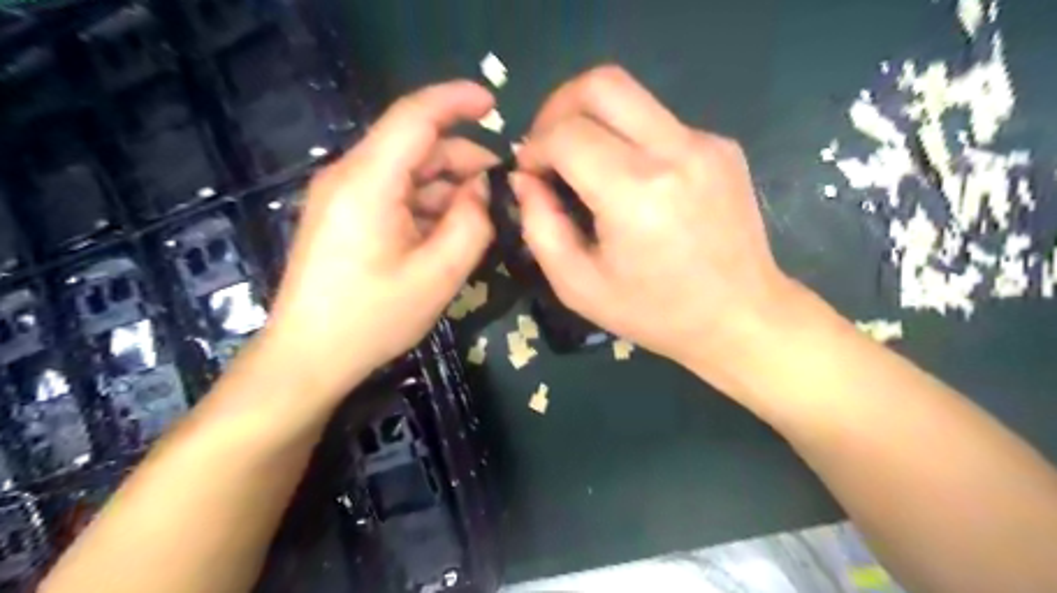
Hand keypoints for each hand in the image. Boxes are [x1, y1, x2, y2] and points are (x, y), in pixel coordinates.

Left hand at [263, 81, 499, 399]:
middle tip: (500, 187)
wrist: (307, 356)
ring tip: (478, 215)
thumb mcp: (438, 275)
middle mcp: (349, 175)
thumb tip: (480, 189)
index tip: (495, 104)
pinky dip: (426, 202)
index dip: (457, 101)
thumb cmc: (372, 319)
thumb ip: (472, 224)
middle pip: (413, 144)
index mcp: (369, 182)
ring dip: (446, 185)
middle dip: (461, 157)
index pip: (415, 116)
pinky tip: (446, 230)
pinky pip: (393, 193)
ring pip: (406, 170)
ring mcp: (342, 195)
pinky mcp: (343, 214)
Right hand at [513, 64, 792, 389]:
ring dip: (593, 121)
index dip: (534, 147)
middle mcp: (675, 151)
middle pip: (601, 84)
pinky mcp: (722, 146)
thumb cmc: (655, 312)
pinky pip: (659, 122)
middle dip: (558, 107)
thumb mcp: (578, 286)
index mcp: (635, 193)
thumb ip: (540, 227)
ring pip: (631, 96)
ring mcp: (706, 142)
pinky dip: (629, 139)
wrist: (740, 316)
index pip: (566, 133)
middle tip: (549, 147)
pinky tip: (632, 182)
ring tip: (584, 165)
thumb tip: (525, 179)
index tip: (530, 173)